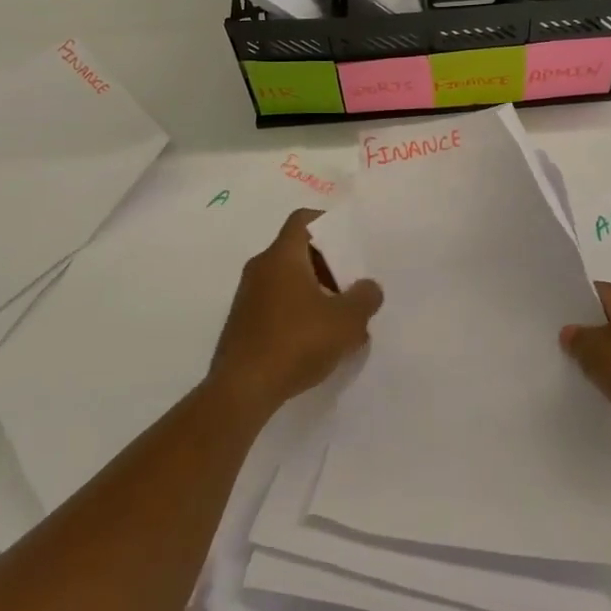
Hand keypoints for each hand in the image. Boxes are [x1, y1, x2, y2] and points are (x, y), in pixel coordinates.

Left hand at [209, 209, 383, 418]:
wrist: (241, 390)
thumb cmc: (295, 342)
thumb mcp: (345, 321)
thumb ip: (364, 298)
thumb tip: (369, 288)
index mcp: (282, 255)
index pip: (303, 220)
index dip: (328, 223)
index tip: (350, 241)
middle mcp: (260, 268)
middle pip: (298, 252)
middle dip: (328, 266)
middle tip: (352, 286)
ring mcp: (248, 296)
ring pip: (288, 281)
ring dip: (315, 293)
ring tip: (341, 320)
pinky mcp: (243, 324)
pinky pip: (277, 305)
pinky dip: (298, 313)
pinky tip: (317, 342)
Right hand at [561, 282, 610, 454]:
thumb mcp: (596, 352)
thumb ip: (577, 340)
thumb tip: (569, 333)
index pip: (597, 292)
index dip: (574, 303)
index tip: (554, 318)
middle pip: (610, 320)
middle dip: (588, 333)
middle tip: (560, 347)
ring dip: (606, 360)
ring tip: (579, 372)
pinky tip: (606, 391)